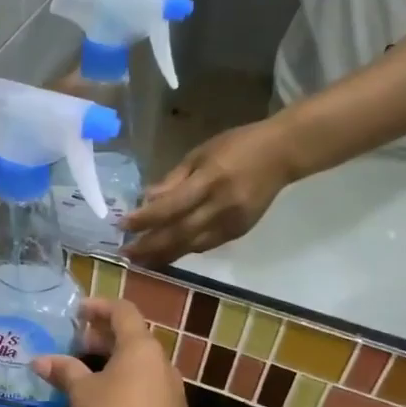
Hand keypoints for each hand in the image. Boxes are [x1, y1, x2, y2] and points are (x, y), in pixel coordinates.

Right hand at [32, 299, 193, 406]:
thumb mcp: (82, 394)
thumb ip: (64, 371)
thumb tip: (40, 360)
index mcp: (140, 347)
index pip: (122, 311)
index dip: (99, 306)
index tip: (76, 312)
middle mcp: (160, 361)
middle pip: (131, 336)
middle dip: (101, 336)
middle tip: (73, 343)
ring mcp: (170, 387)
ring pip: (137, 362)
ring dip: (111, 361)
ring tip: (83, 373)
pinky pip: (144, 384)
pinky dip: (122, 381)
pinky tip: (102, 402)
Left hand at [122, 118, 295, 264]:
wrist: (282, 154)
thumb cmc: (237, 145)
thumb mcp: (201, 153)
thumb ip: (174, 179)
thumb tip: (147, 199)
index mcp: (210, 181)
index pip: (171, 207)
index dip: (145, 219)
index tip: (122, 226)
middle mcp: (221, 206)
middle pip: (179, 233)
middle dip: (150, 247)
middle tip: (125, 254)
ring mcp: (232, 223)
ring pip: (192, 246)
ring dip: (164, 255)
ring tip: (141, 261)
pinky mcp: (240, 232)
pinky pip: (206, 246)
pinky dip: (185, 250)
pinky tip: (168, 253)